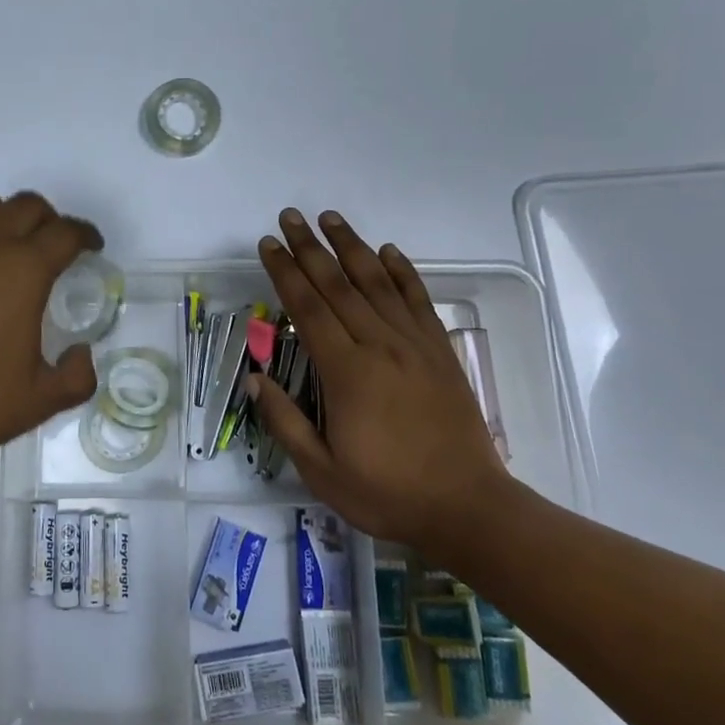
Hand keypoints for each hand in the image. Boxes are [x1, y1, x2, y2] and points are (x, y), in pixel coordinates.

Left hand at [0, 191, 102, 467]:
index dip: (85, 236)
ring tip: (2, 247)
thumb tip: (81, 354)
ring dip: (2, 218)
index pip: (66, 233)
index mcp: (23, 270)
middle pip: (27, 206)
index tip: (90, 248)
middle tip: (50, 248)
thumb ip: (77, 376)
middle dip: (48, 221)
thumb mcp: (40, 400)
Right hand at [248, 208, 515, 559]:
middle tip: (291, 216)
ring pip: (377, 283)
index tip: (269, 244)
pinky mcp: (440, 351)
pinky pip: (418, 301)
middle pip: (338, 285)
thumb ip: (285, 421)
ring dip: (352, 247)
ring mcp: (414, 345)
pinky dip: (402, 272)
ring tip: (331, 218)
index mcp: (346, 373)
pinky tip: (389, 251)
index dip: (285, 272)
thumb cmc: (388, 493)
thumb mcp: (322, 472)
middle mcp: (379, 346)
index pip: (308, 309)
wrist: (469, 508)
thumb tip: (255, 377)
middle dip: (310, 248)